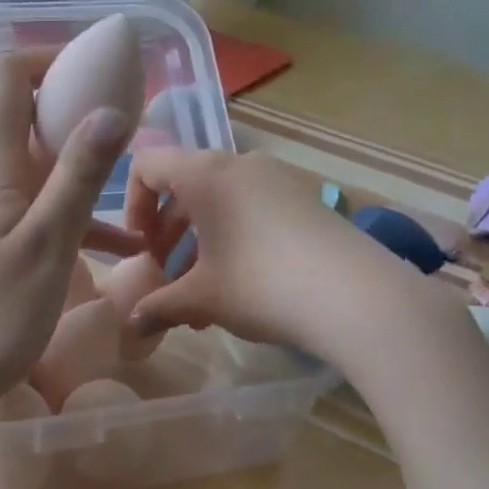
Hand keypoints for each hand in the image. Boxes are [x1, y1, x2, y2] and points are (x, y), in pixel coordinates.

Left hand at [0, 51, 138, 424]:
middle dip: (36, 114)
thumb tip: (109, 110)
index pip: (5, 81)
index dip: (46, 59)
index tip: (93, 71)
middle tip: (82, 136)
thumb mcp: (48, 246)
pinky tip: (74, 259)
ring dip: (44, 175)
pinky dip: (35, 221)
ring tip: (108, 210)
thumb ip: (78, 178)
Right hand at [123, 147, 427, 355]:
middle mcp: (238, 164)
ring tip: (201, 293)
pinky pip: (250, 207)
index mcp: (204, 174)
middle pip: (184, 184)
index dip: (133, 205)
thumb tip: (133, 324)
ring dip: (199, 240)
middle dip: (167, 230)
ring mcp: (276, 178)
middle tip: (167, 274)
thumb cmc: (261, 285)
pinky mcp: (303, 198)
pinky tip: (239, 285)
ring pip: (219, 200)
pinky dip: (231, 236)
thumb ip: (159, 306)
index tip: (142, 248)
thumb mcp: (201, 299)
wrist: (356, 296)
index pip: (147, 165)